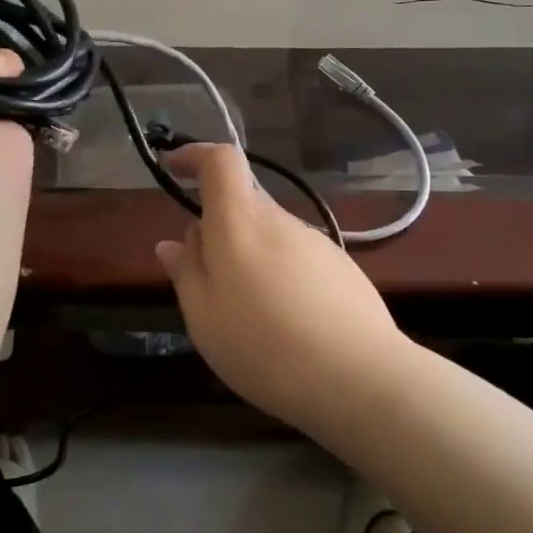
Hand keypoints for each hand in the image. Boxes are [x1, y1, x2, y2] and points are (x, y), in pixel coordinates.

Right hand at [154, 143, 406, 434]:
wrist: (359, 377)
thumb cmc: (264, 346)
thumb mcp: (204, 317)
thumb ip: (186, 273)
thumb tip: (174, 242)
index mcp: (240, 222)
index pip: (221, 160)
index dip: (195, 155)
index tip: (173, 168)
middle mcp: (280, 220)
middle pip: (242, 204)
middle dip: (217, 230)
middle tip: (205, 283)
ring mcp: (316, 242)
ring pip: (269, 235)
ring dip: (249, 259)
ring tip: (247, 316)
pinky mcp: (342, 268)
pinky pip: (296, 259)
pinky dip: (279, 277)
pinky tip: (285, 325)